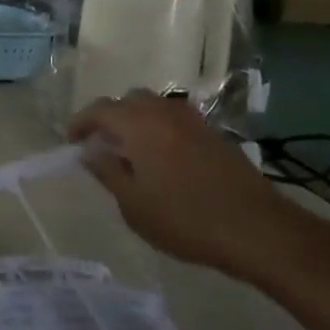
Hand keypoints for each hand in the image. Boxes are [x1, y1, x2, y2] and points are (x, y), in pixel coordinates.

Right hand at [69, 90, 311, 283]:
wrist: (257, 229)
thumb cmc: (184, 219)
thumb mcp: (133, 204)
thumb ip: (107, 172)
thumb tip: (89, 151)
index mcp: (140, 125)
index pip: (100, 109)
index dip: (81, 122)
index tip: (72, 142)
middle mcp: (166, 113)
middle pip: (129, 100)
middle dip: (110, 117)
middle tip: (101, 145)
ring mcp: (194, 122)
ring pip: (156, 107)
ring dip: (137, 120)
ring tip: (131, 151)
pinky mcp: (215, 135)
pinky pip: (176, 120)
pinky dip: (160, 129)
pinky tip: (162, 159)